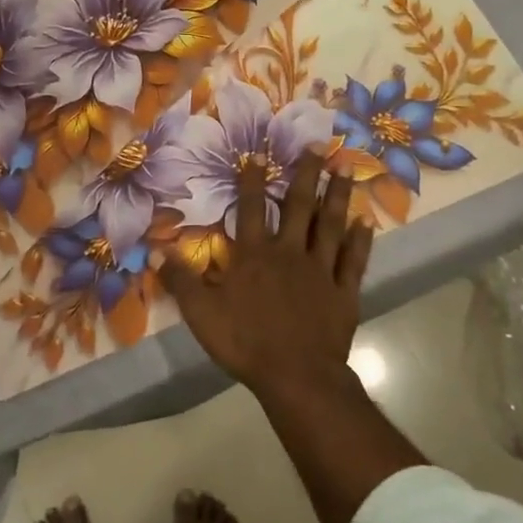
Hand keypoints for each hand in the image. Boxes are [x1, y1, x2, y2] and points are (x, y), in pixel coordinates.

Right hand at [162, 152, 372, 402]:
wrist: (296, 377)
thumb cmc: (245, 342)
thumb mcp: (201, 313)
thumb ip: (181, 280)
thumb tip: (155, 250)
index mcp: (254, 255)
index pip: (251, 209)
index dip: (252, 182)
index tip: (259, 155)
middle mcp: (289, 252)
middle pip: (298, 206)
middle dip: (307, 174)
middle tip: (319, 145)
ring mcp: (321, 270)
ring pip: (330, 225)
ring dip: (338, 196)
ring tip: (347, 168)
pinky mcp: (344, 292)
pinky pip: (354, 260)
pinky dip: (361, 241)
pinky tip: (367, 221)